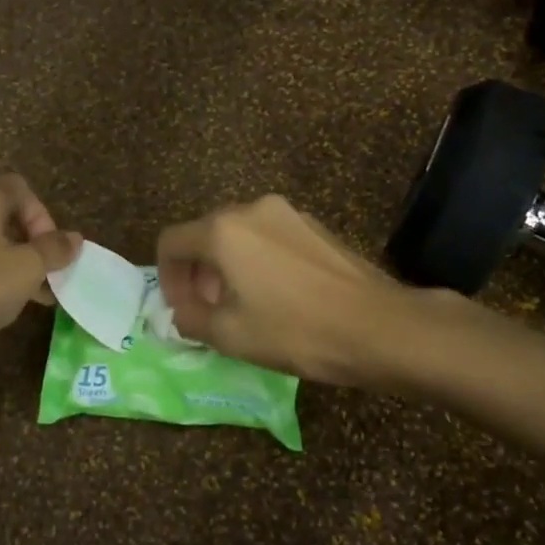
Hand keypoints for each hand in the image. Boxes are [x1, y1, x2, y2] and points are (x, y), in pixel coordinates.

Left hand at [0, 175, 80, 379]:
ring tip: (25, 301)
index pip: (20, 188)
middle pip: (1, 217)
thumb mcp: (25, 269)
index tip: (50, 251)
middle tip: (45, 279)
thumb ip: (52, 251)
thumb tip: (74, 238)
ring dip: (8, 268)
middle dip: (29, 247)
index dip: (43, 216)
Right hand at [156, 195, 417, 386]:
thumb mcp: (231, 335)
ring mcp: (288, 214)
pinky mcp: (315, 226)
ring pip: (239, 236)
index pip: (171, 242)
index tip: (180, 309)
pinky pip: (269, 238)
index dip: (166, 277)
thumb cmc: (296, 331)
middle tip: (207, 311)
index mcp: (223, 230)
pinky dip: (257, 262)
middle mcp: (252, 209)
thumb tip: (182, 311)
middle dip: (197, 273)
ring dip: (227, 268)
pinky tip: (277, 297)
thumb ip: (191, 319)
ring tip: (242, 306)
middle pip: (205, 234)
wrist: (379, 326)